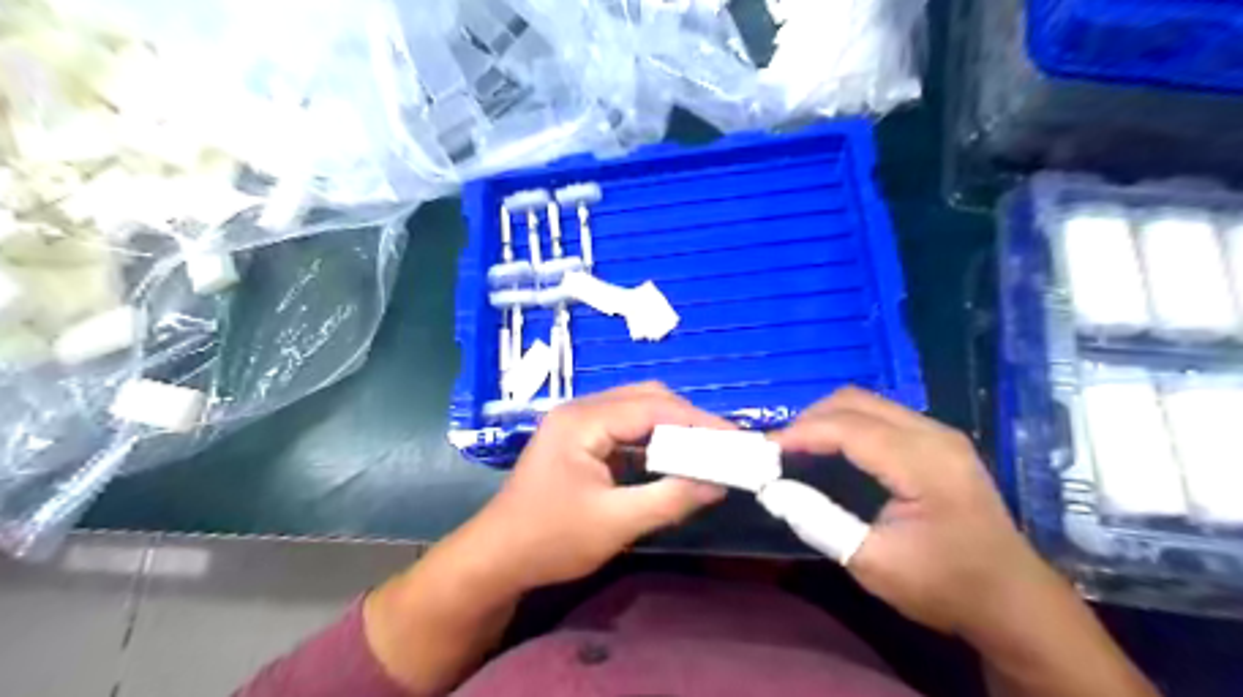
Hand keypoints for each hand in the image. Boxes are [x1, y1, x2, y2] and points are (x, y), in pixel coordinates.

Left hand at [465, 384, 730, 591]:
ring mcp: (578, 423)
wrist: (496, 558)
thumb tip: (719, 482)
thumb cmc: (549, 540)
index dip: (698, 421)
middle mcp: (581, 409)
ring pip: (637, 410)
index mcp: (583, 420)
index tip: (736, 438)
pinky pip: (625, 428)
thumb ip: (670, 499)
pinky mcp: (580, 440)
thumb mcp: (616, 523)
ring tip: (706, 449)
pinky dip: (653, 440)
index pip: (653, 407)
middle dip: (688, 419)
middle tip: (723, 444)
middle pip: (646, 399)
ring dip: (672, 428)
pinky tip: (672, 458)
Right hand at [775, 390, 1057, 632]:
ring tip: (799, 447)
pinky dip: (847, 424)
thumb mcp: (873, 563)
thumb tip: (773, 490)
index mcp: (924, 463)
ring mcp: (940, 434)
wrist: (1013, 600)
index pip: (848, 427)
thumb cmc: (945, 586)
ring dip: (828, 418)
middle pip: (856, 401)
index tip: (765, 448)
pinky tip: (832, 448)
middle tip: (780, 448)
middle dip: (810, 418)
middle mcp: (934, 435)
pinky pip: (881, 415)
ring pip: (868, 403)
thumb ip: (818, 521)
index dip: (801, 432)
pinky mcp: (940, 442)